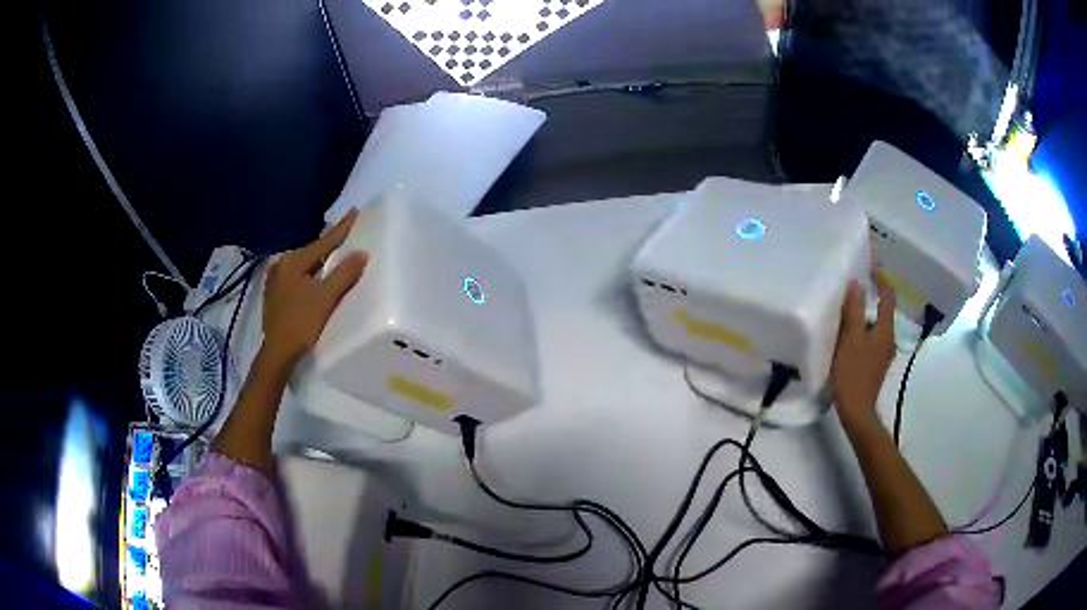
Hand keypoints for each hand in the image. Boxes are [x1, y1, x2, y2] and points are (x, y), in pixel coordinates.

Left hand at [262, 209, 367, 367]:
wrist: (277, 353)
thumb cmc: (301, 323)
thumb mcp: (325, 298)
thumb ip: (343, 274)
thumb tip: (361, 253)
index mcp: (293, 262)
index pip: (323, 242)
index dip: (341, 228)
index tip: (354, 211)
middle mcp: (281, 265)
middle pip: (312, 251)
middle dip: (329, 244)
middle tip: (346, 233)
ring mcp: (275, 280)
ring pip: (304, 264)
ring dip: (320, 259)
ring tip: (335, 252)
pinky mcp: (275, 294)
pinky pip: (298, 275)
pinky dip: (311, 272)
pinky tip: (317, 276)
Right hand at [830, 273, 896, 427]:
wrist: (857, 411)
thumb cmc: (854, 373)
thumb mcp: (851, 340)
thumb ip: (855, 311)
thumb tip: (856, 283)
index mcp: (886, 329)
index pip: (888, 295)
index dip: (881, 277)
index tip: (870, 262)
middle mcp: (889, 337)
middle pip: (885, 307)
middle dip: (874, 291)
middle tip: (858, 277)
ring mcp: (883, 351)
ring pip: (878, 321)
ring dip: (868, 309)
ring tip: (851, 300)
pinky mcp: (875, 361)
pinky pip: (872, 334)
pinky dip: (865, 324)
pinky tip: (851, 327)